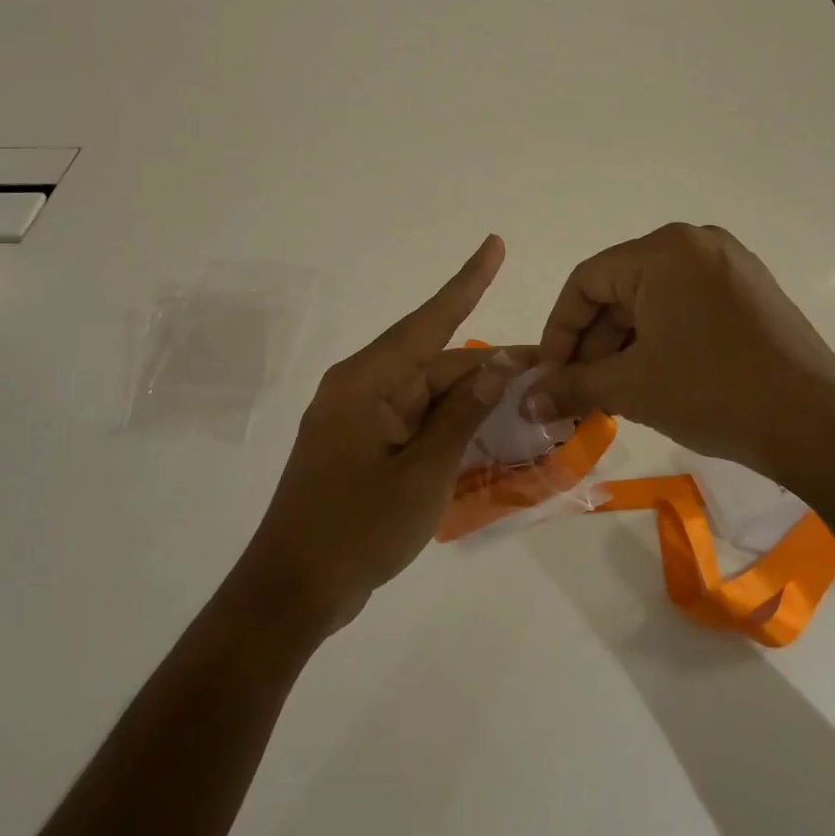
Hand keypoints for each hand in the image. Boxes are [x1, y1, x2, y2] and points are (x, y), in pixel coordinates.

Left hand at [241, 235, 525, 632]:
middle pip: (433, 364)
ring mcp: (355, 417)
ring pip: (424, 394)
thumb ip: (461, 415)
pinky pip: (410, 420)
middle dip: (485, 368)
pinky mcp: (357, 445)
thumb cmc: (358, 528)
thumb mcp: (424, 473)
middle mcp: (359, 387)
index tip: (494, 245)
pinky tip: (479, 431)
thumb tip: (495, 367)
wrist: (292, 590)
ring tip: (521, 401)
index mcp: (368, 381)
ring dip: (467, 400)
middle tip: (542, 369)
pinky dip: (443, 424)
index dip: (468, 282)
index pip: (430, 321)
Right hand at [527, 224, 834, 482]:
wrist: (818, 425)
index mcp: (663, 250)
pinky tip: (654, 380)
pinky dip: (660, 340)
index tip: (549, 375)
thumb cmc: (713, 392)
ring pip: (653, 300)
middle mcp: (696, 243)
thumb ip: (571, 387)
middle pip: (620, 289)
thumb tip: (527, 403)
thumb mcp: (632, 388)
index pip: (586, 281)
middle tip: (578, 391)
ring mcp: (730, 265)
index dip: (559, 331)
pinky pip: (686, 307)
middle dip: (593, 343)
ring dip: (625, 345)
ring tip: (613, 393)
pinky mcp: (751, 292)